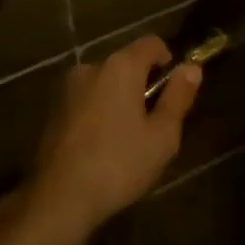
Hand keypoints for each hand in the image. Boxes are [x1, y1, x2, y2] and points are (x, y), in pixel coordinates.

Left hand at [24, 35, 201, 243]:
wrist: (57, 200)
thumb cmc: (118, 164)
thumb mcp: (162, 136)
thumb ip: (178, 97)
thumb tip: (192, 68)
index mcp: (121, 66)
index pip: (151, 43)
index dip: (168, 60)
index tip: (173, 91)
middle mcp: (92, 67)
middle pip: (127, 63)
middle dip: (142, 84)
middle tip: (153, 122)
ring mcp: (68, 88)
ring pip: (105, 83)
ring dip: (119, 99)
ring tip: (127, 138)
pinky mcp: (53, 111)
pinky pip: (87, 100)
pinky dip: (99, 112)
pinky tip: (102, 146)